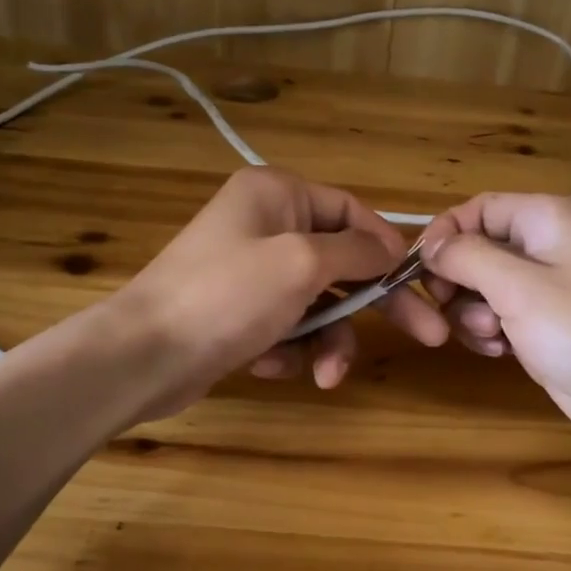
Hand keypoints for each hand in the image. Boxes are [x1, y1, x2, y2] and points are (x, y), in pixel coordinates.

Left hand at [115, 167, 447, 415]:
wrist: (144, 356)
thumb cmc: (228, 295)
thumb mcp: (302, 263)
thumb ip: (355, 251)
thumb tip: (389, 247)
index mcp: (277, 194)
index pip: (351, 210)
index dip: (387, 247)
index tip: (417, 282)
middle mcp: (264, 225)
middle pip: (340, 263)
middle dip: (373, 306)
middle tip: (427, 336)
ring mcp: (250, 272)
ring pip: (316, 304)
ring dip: (326, 340)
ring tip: (324, 375)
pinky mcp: (238, 314)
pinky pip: (285, 327)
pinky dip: (286, 349)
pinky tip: (266, 364)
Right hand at [418, 194, 570, 463]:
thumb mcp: (518, 286)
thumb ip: (466, 257)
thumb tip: (431, 245)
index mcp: (545, 219)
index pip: (476, 209)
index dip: (443, 235)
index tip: (419, 272)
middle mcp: (545, 248)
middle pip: (476, 251)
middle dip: (457, 282)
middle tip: (454, 310)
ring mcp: (548, 292)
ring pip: (482, 290)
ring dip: (472, 314)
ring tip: (493, 338)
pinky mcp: (547, 329)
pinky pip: (501, 320)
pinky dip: (491, 334)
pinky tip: (501, 354)